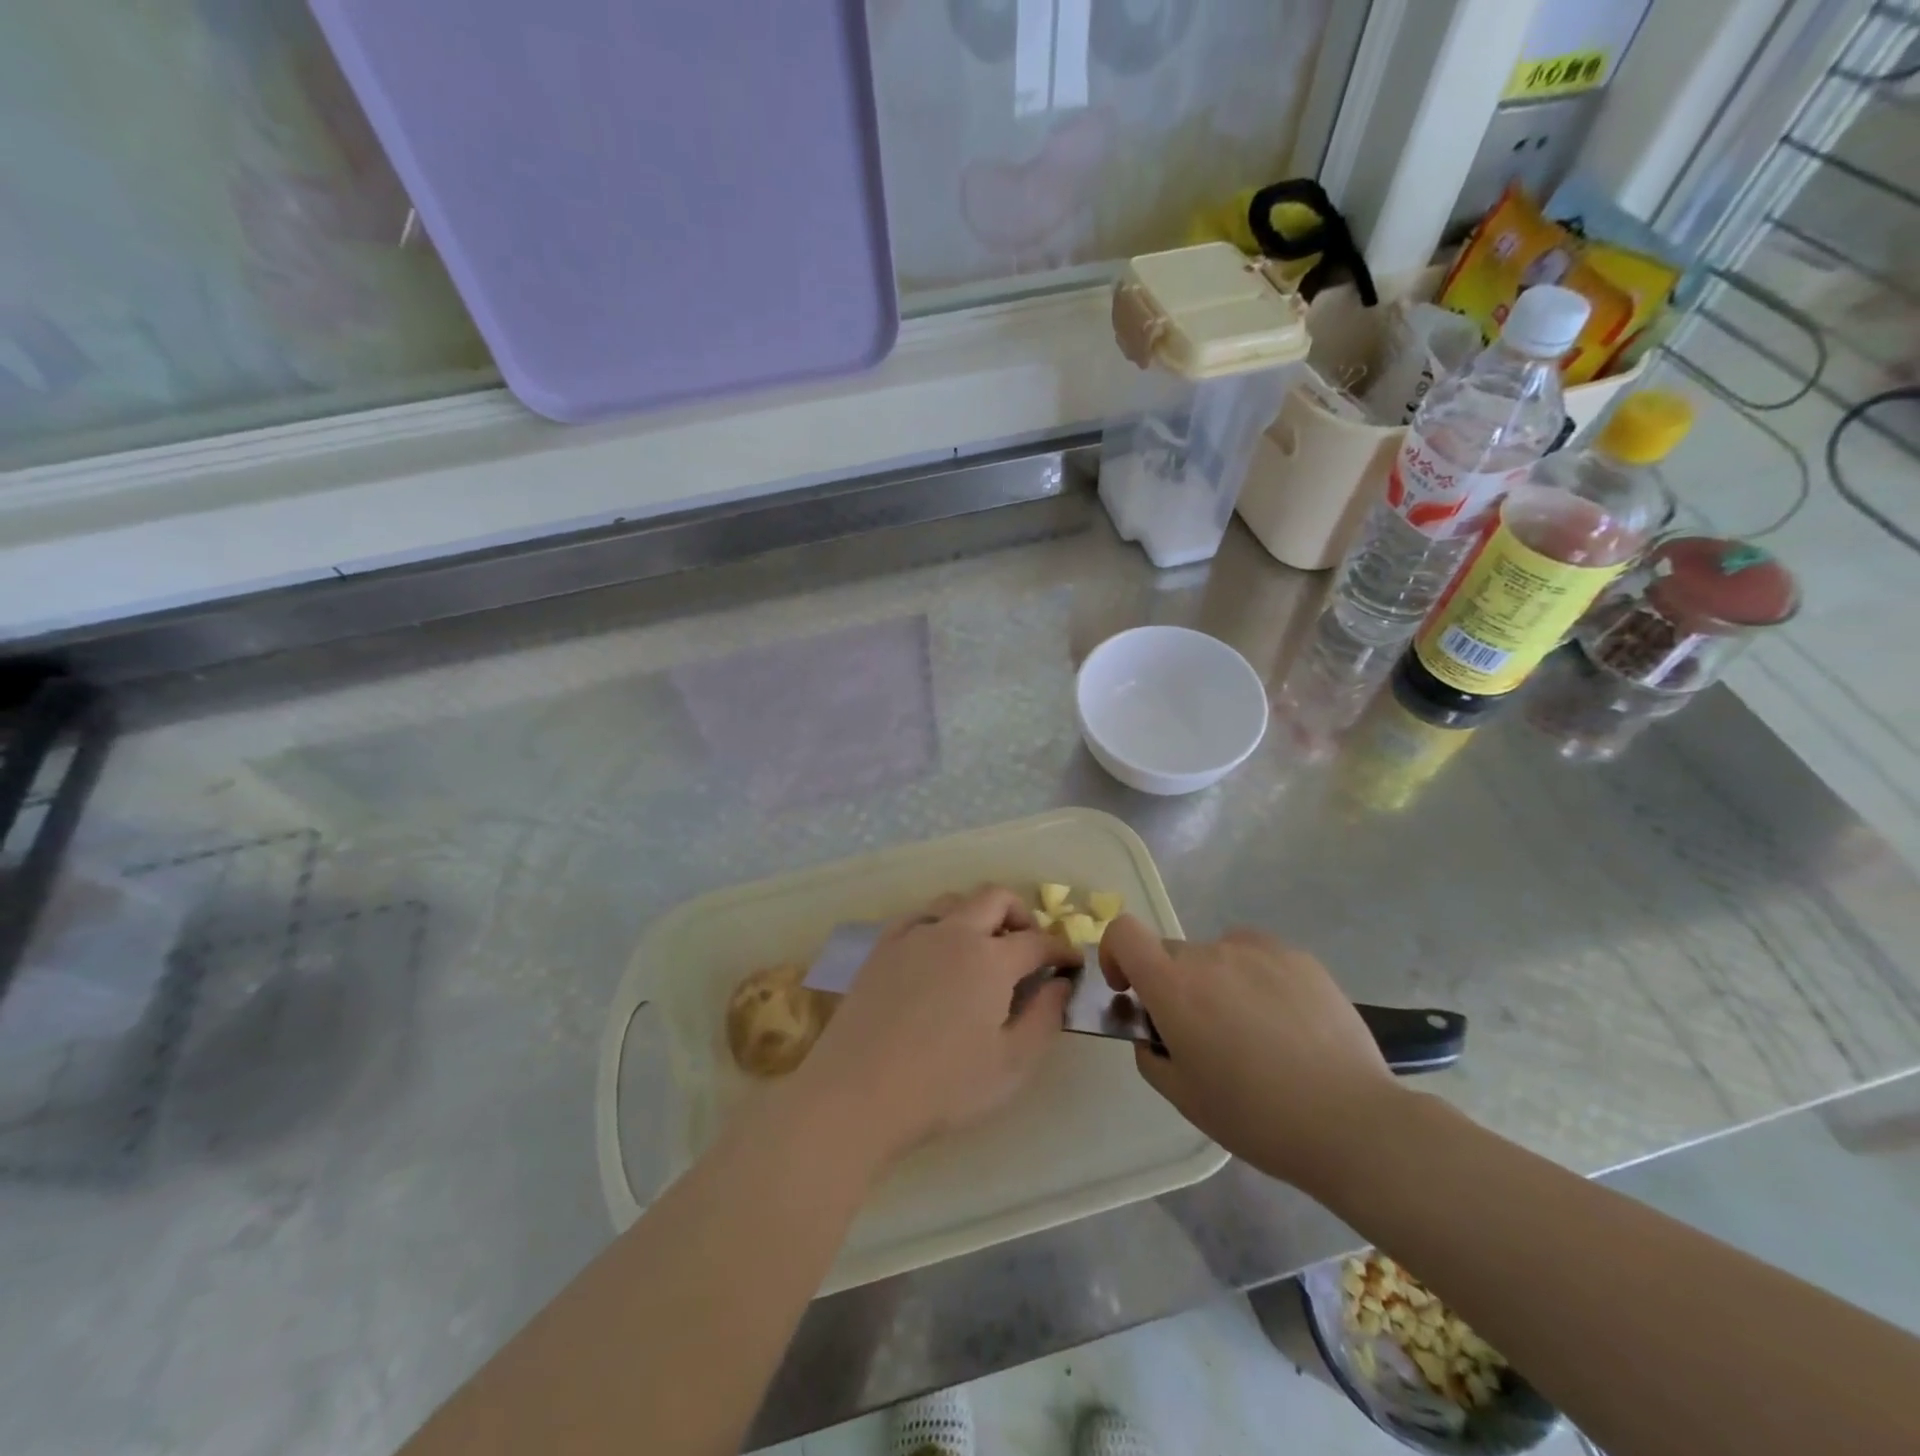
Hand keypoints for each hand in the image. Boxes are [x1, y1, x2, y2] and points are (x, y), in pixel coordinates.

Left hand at [792, 886, 1079, 1163]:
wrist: (858, 1092)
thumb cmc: (943, 1086)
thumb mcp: (1012, 1065)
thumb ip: (1045, 1018)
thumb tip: (1061, 984)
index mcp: (991, 959)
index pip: (1038, 940)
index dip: (1061, 949)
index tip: (1071, 964)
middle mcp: (954, 933)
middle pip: (996, 898)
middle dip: (1022, 916)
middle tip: (1029, 947)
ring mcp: (914, 935)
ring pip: (955, 900)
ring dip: (979, 913)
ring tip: (984, 947)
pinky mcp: (882, 947)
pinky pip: (918, 916)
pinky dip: (939, 922)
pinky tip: (937, 949)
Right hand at [1099, 916, 1409, 1188]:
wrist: (1351, 1121)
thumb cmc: (1256, 1116)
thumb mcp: (1183, 1097)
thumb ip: (1150, 1053)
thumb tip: (1153, 1029)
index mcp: (1173, 986)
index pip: (1123, 932)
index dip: (1116, 954)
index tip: (1130, 990)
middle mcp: (1209, 954)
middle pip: (1172, 954)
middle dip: (1173, 985)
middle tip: (1203, 1034)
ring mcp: (1257, 950)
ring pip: (1217, 956)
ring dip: (1218, 982)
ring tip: (1255, 1032)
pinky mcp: (1298, 956)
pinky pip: (1257, 957)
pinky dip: (1256, 979)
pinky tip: (1286, 1023)